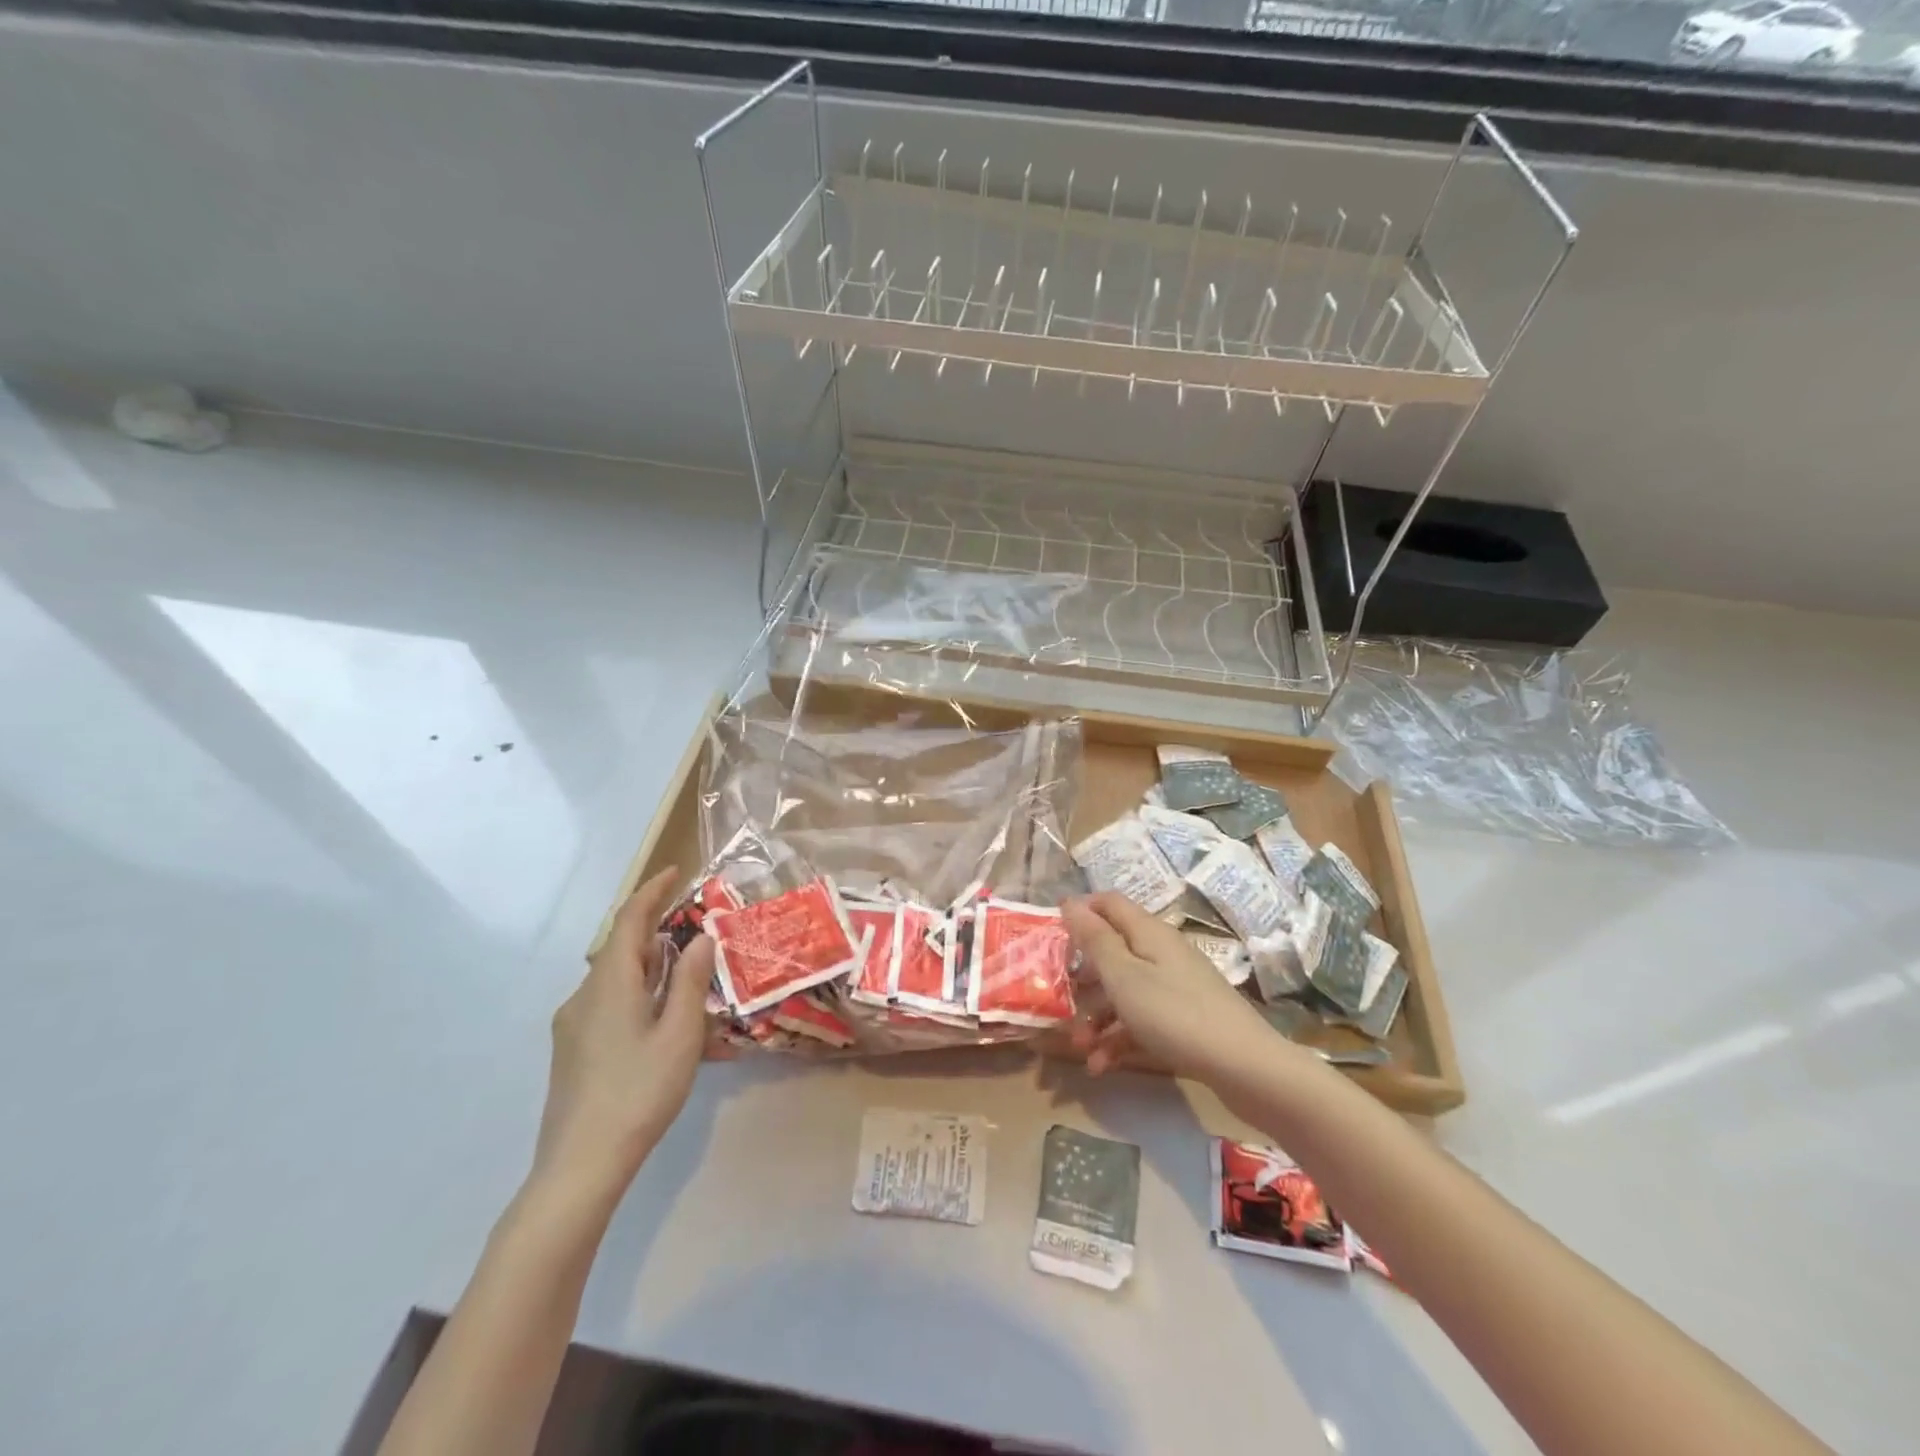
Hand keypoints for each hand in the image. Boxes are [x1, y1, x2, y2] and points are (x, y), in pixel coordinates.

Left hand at [531, 866, 711, 1198]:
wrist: (580, 1165)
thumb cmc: (639, 1092)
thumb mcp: (679, 1034)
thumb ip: (688, 981)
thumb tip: (699, 939)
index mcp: (609, 984)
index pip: (629, 920)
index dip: (652, 891)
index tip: (676, 871)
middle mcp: (584, 996)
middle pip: (621, 949)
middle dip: (656, 933)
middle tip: (695, 932)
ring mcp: (573, 1026)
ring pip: (616, 981)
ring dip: (650, 971)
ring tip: (688, 984)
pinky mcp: (572, 1052)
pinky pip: (609, 1007)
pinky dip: (639, 998)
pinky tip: (664, 1027)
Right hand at [1063, 892, 1278, 1081]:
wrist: (1245, 1068)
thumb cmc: (1174, 1014)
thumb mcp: (1124, 976)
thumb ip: (1095, 940)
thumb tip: (1070, 902)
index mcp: (1147, 932)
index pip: (1108, 903)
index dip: (1080, 912)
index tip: (1051, 937)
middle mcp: (1161, 952)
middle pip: (1112, 951)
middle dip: (1082, 978)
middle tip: (1059, 1001)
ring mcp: (1175, 986)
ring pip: (1124, 991)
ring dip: (1097, 1017)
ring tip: (1080, 1049)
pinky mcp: (1184, 1019)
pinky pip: (1141, 1019)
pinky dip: (1119, 1038)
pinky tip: (1103, 1067)